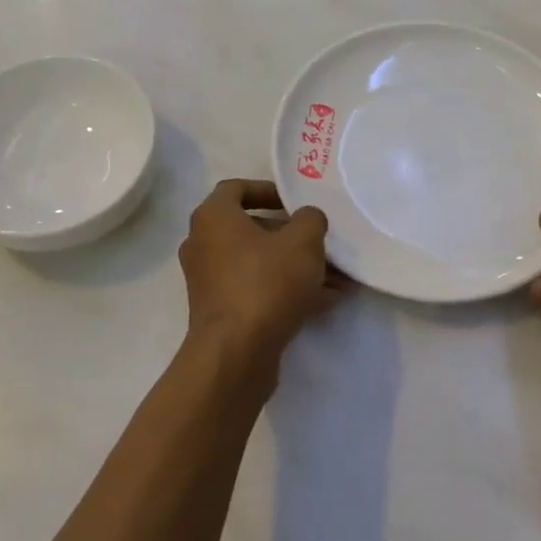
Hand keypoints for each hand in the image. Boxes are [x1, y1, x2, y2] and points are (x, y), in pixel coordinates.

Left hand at [179, 180, 341, 372]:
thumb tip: (307, 219)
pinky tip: (325, 301)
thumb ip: (310, 220)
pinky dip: (285, 291)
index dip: (267, 190)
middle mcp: (203, 244)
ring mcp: (209, 281)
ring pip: (258, 263)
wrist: (236, 352)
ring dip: (295, 267)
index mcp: (213, 217)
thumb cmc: (266, 282)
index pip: (235, 188)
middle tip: (321, 243)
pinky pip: (256, 290)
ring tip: (337, 278)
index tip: (294, 203)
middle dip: (291, 236)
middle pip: (251, 229)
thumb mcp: (303, 242)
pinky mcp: (220, 312)